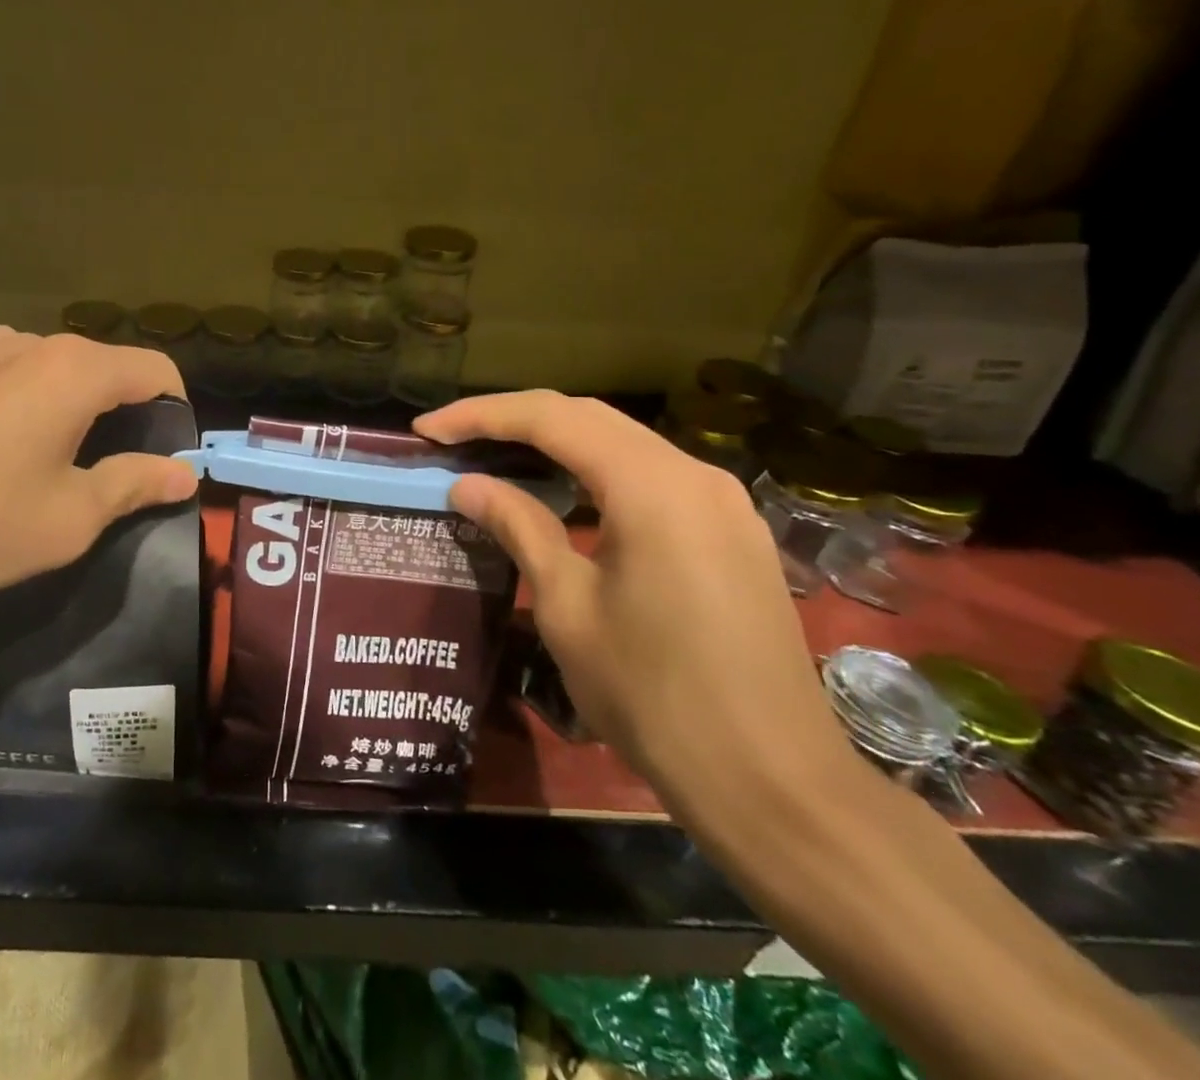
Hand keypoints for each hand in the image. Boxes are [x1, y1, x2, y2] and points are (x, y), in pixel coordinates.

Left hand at [0, 328, 195, 611]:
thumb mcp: (69, 518)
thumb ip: (135, 483)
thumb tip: (184, 473)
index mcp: (74, 371)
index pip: (154, 370)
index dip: (174, 409)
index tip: (165, 454)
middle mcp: (29, 342)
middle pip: (100, 366)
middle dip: (118, 410)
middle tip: (104, 469)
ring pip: (47, 367)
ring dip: (63, 403)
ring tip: (40, 458)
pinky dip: (13, 400)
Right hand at [415, 391, 854, 814]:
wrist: (772, 783)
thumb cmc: (653, 695)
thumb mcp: (567, 607)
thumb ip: (518, 527)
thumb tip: (467, 485)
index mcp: (651, 485)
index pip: (551, 419)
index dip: (481, 416)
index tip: (427, 429)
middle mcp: (693, 474)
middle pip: (589, 418)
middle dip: (514, 420)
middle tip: (452, 438)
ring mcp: (722, 502)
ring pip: (622, 444)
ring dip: (555, 443)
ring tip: (495, 457)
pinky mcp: (732, 532)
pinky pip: (650, 477)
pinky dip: (595, 472)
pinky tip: (561, 495)